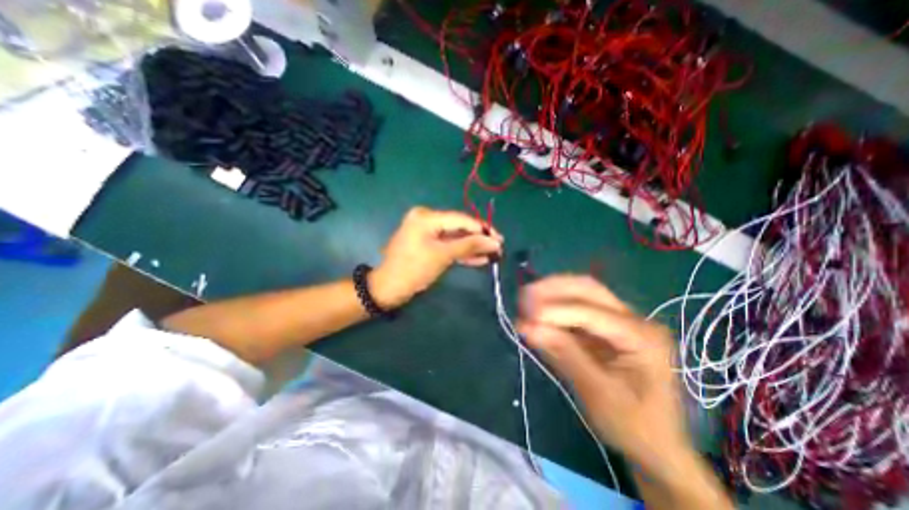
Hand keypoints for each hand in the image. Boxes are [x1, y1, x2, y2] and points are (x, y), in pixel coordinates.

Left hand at [368, 205, 500, 308]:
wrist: (388, 289)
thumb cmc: (413, 270)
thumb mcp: (443, 256)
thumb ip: (469, 245)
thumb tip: (494, 242)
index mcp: (427, 217)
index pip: (461, 219)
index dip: (482, 229)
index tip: (500, 240)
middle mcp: (426, 219)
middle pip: (459, 228)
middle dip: (478, 239)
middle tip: (498, 248)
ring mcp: (426, 232)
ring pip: (455, 238)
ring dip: (472, 247)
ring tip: (492, 254)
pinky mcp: (427, 244)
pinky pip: (447, 245)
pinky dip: (461, 252)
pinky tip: (478, 259)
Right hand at [514, 278, 693, 483]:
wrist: (657, 446)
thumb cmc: (634, 426)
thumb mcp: (597, 393)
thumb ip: (563, 354)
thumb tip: (526, 326)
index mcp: (642, 336)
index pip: (591, 312)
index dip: (556, 311)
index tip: (524, 315)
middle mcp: (634, 319)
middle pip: (589, 289)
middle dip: (553, 289)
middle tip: (523, 297)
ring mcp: (621, 320)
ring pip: (582, 292)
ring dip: (552, 293)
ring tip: (525, 300)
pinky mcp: (607, 327)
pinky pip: (578, 308)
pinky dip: (555, 308)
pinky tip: (537, 312)